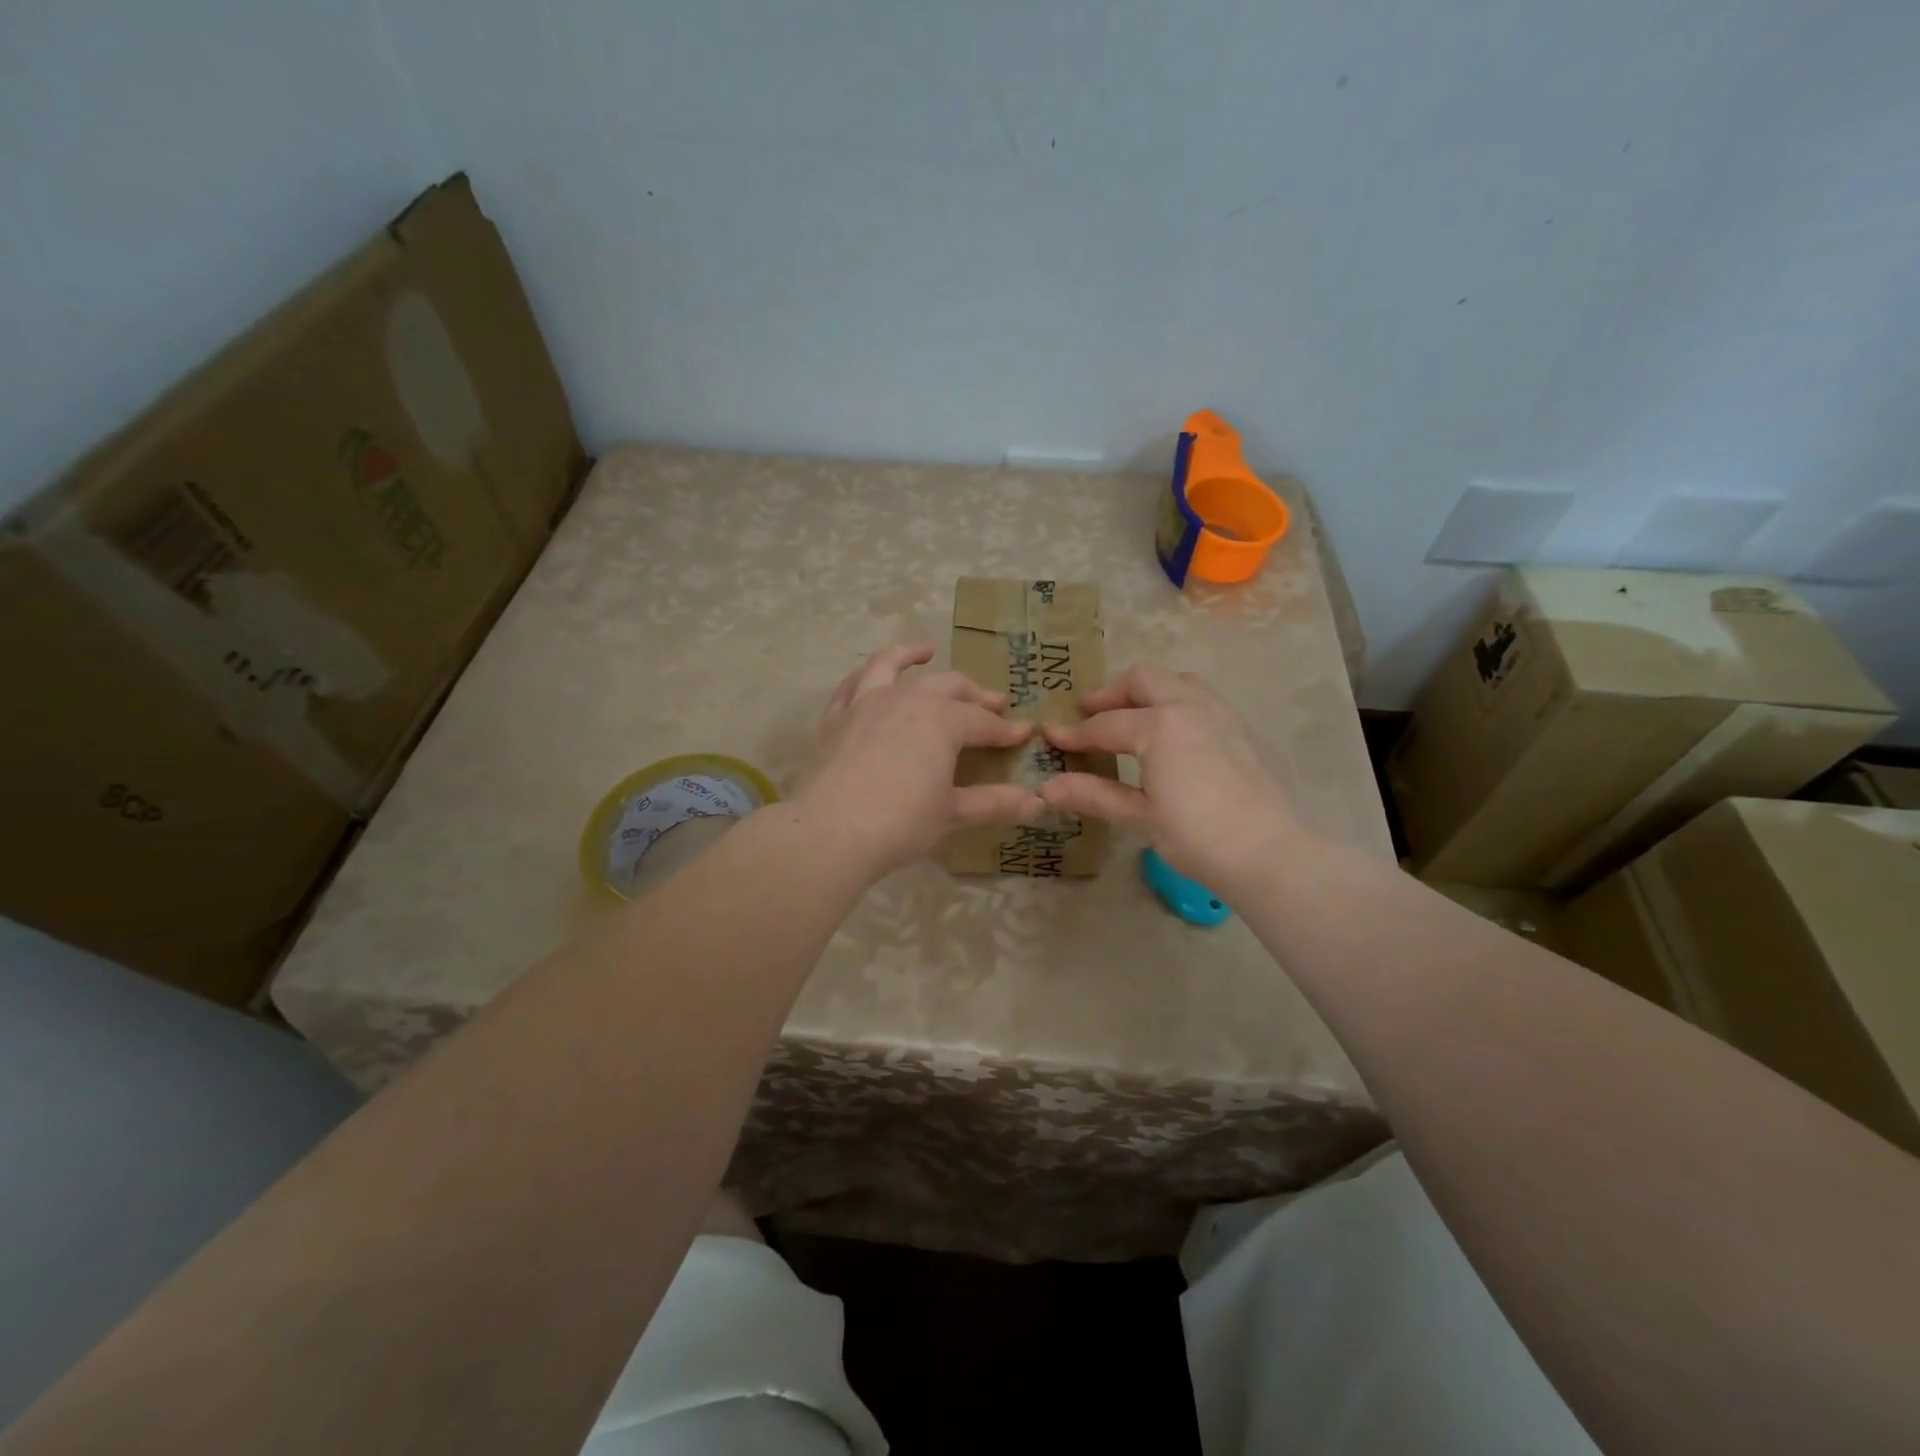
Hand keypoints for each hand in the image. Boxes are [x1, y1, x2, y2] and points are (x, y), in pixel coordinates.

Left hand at [797, 644, 1041, 879]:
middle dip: (975, 694)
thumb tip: (1038, 803)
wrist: (831, 831)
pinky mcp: (835, 718)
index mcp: (942, 720)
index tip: (1025, 733)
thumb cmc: (901, 822)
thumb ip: (994, 802)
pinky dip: (865, 675)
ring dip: (911, 655)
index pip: (983, 722)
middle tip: (994, 702)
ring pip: (891, 666)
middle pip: (948, 687)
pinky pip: (851, 685)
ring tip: (926, 651)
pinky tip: (870, 677)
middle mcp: (906, 699)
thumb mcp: (952, 813)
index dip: (1006, 730)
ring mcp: (866, 703)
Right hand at [1036, 664, 1308, 892]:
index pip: (1105, 725)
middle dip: (1111, 693)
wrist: (1271, 853)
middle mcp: (1191, 706)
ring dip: (1150, 693)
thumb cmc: (1197, 836)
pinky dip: (1179, 706)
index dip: (1074, 733)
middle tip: (1089, 713)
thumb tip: (1045, 788)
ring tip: (1132, 719)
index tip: (1050, 736)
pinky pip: (1205, 701)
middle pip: (1143, 679)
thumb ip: (1093, 794)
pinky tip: (1176, 740)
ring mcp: (1223, 714)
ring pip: (1180, 682)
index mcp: (1160, 725)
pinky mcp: (1245, 730)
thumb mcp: (1140, 817)